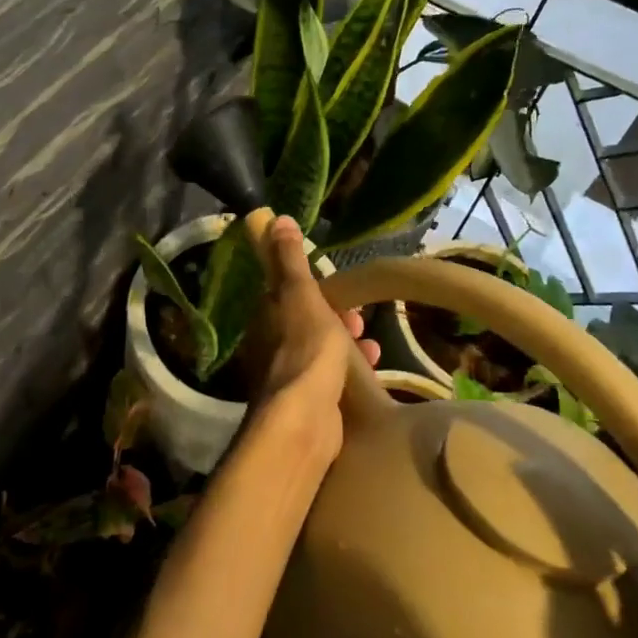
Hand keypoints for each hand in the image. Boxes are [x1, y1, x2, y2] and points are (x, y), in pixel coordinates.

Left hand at [244, 215, 378, 464]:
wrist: (304, 420)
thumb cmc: (305, 348)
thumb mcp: (300, 294)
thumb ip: (289, 259)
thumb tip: (274, 218)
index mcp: (265, 317)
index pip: (286, 294)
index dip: (313, 288)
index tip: (338, 290)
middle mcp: (270, 346)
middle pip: (306, 323)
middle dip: (335, 318)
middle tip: (359, 321)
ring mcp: (288, 377)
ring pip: (320, 351)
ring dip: (346, 344)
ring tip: (372, 346)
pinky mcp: (307, 404)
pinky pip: (330, 378)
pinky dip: (350, 370)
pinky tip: (371, 370)